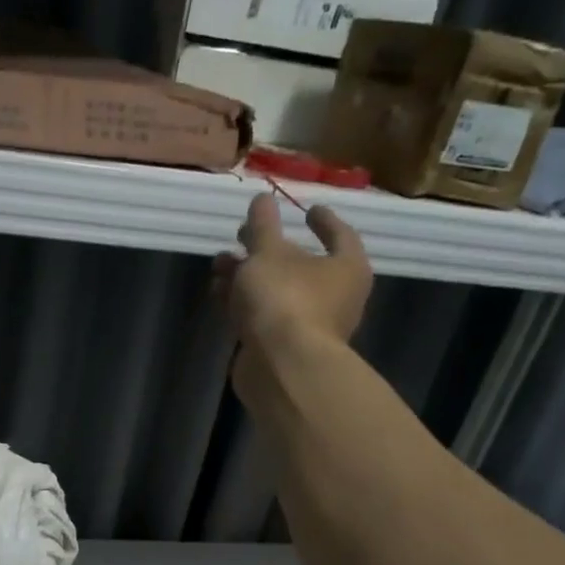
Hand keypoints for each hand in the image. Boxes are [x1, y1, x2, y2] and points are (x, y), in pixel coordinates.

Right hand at [212, 192, 372, 354]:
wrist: (280, 366)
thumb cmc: (285, 299)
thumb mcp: (268, 253)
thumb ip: (262, 225)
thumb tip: (263, 198)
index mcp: (346, 267)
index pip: (340, 234)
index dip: (323, 220)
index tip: (307, 209)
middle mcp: (334, 296)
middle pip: (300, 264)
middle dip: (268, 249)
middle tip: (243, 234)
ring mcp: (307, 325)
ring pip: (275, 291)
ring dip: (247, 275)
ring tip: (219, 263)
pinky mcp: (281, 346)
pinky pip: (261, 315)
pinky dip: (242, 301)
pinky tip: (218, 291)